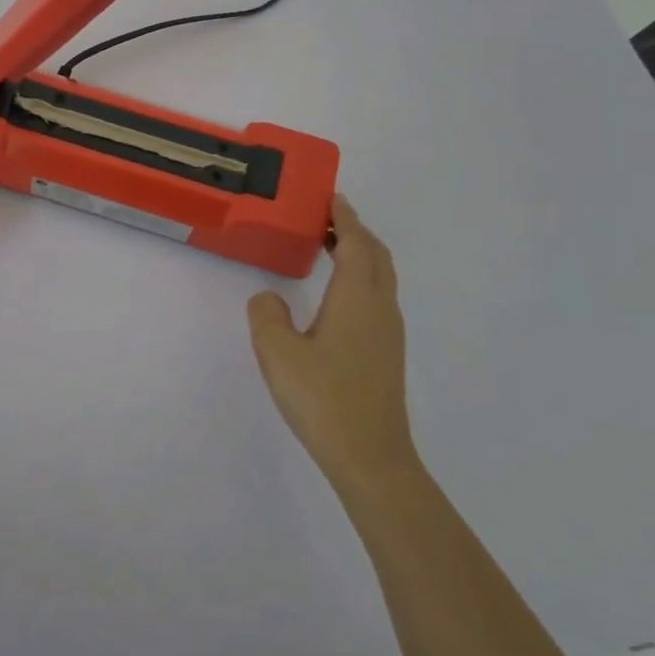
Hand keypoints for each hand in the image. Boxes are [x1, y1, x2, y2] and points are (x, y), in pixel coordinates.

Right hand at [247, 195, 420, 492]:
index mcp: (357, 298)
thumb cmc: (324, 398)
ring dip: (360, 254)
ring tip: (330, 248)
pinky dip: (362, 278)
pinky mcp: (386, 354)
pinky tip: (337, 296)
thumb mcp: (277, 352)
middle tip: (326, 218)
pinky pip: (377, 297)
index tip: (331, 197)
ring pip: (381, 277)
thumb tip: (269, 297)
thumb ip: (266, 314)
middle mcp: (380, 308)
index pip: (356, 243)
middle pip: (376, 255)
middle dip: (355, 231)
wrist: (371, 458)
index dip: (344, 217)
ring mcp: (388, 333)